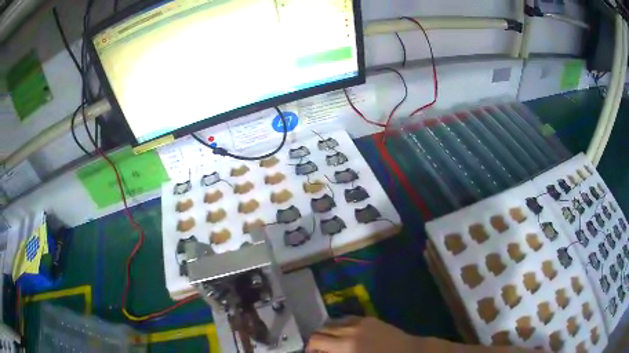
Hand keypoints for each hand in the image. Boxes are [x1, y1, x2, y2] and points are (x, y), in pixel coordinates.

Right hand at [306, 316, 421, 352]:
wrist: (409, 352)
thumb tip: (323, 352)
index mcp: (345, 347)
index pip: (316, 341)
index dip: (310, 348)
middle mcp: (349, 331)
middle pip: (320, 330)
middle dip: (316, 340)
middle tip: (319, 350)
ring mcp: (359, 322)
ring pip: (332, 322)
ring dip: (327, 332)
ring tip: (331, 342)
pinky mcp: (368, 318)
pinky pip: (346, 319)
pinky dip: (340, 326)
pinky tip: (344, 334)